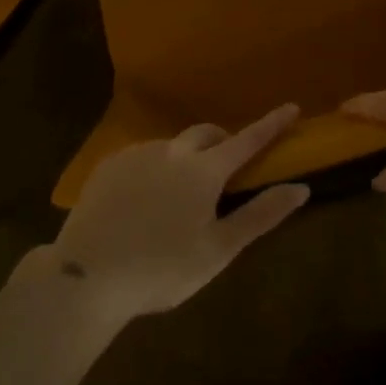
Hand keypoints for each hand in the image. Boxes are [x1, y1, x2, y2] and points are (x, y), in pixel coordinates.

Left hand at [45, 105, 310, 321]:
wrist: (85, 277)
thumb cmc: (161, 269)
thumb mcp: (218, 250)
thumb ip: (260, 215)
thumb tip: (300, 188)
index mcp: (204, 170)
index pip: (247, 140)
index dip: (272, 124)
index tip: (292, 107)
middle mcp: (173, 151)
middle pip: (207, 133)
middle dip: (223, 140)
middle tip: (227, 165)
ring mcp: (138, 154)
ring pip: (173, 146)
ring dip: (187, 158)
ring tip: (179, 195)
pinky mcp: (109, 164)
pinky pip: (143, 156)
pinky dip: (155, 168)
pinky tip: (144, 199)